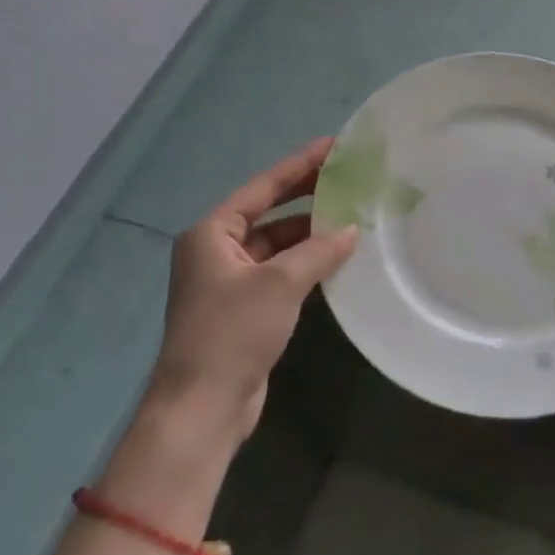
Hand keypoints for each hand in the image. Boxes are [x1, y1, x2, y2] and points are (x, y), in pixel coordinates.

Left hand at [155, 138, 358, 437]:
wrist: (203, 408)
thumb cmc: (233, 332)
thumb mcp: (280, 284)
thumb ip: (319, 250)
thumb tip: (351, 229)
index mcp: (211, 233)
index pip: (263, 188)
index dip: (299, 165)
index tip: (332, 145)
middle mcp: (216, 250)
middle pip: (268, 212)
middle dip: (306, 196)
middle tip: (346, 176)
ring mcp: (229, 281)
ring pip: (276, 244)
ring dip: (309, 233)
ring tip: (350, 214)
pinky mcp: (244, 308)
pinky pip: (279, 271)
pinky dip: (305, 262)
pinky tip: (335, 255)